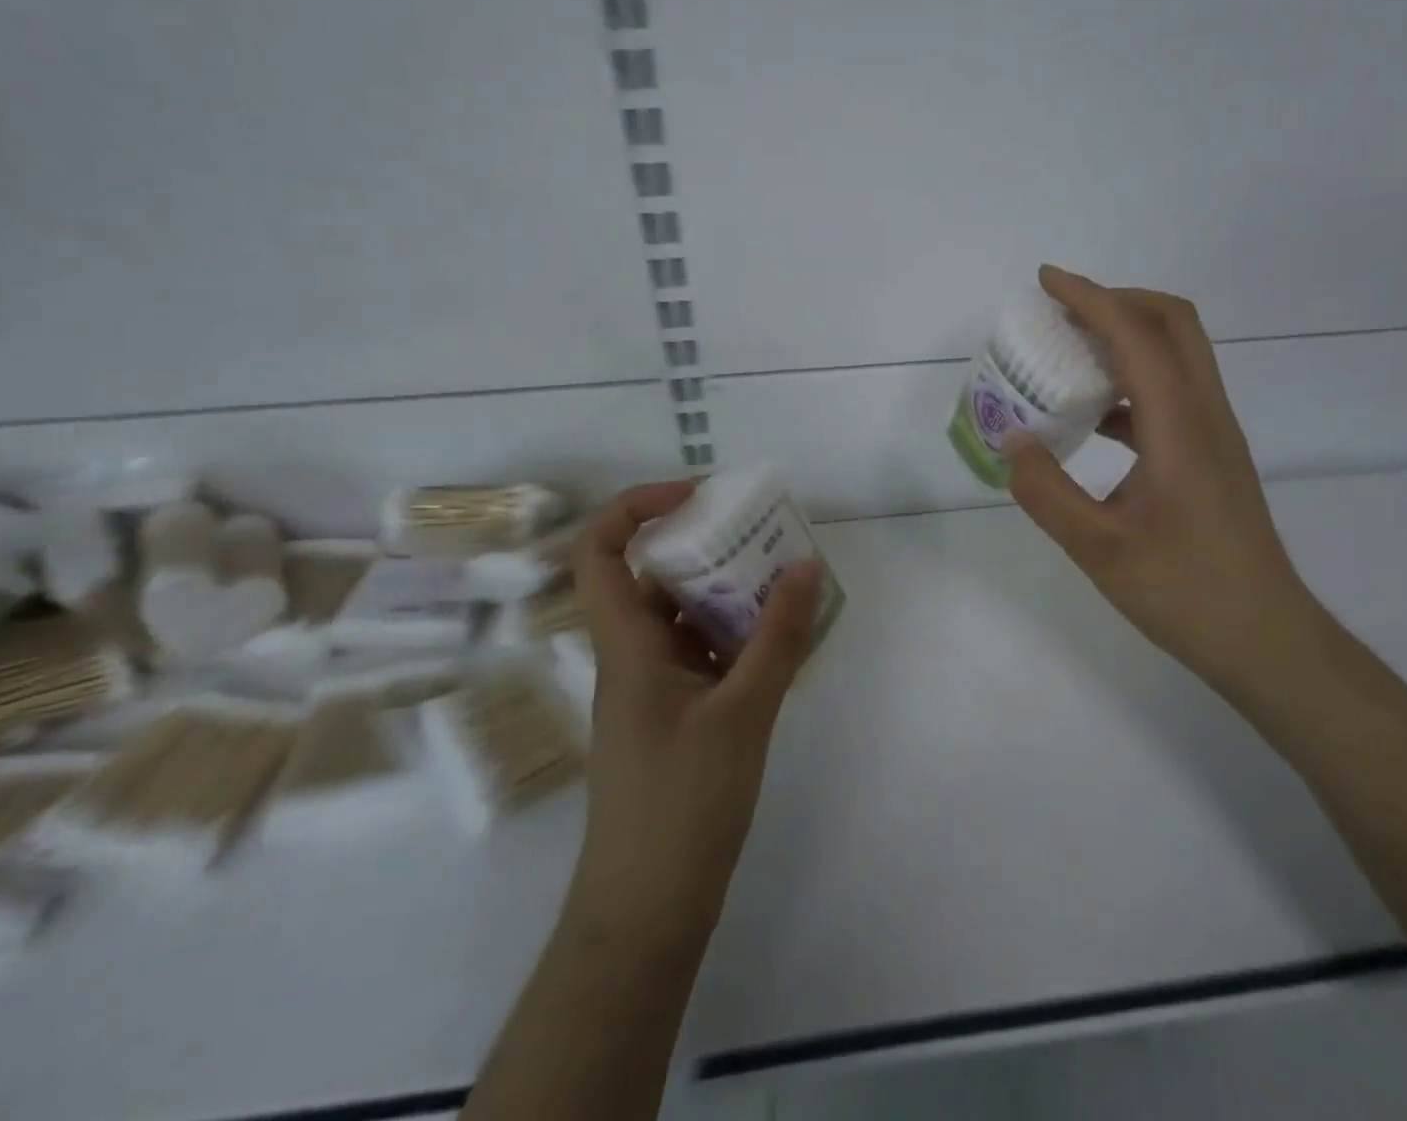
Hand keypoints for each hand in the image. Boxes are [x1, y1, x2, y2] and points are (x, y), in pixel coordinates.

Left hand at [570, 481, 822, 944]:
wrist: (647, 910)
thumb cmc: (682, 804)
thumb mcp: (743, 712)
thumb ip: (777, 637)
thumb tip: (805, 565)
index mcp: (627, 645)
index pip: (602, 551)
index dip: (637, 507)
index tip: (697, 496)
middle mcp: (632, 657)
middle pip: (653, 577)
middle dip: (704, 546)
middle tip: (760, 534)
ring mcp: (652, 690)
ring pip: (681, 618)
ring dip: (725, 593)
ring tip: (781, 580)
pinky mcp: (674, 718)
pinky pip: (700, 655)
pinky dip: (734, 637)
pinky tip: (778, 641)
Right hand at [1003, 266, 1326, 684]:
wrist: (1267, 640)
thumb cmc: (1186, 593)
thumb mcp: (1099, 548)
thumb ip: (1046, 492)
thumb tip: (1012, 441)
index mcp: (1180, 425)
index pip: (1136, 335)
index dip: (1090, 297)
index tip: (1046, 281)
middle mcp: (1204, 415)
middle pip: (1172, 324)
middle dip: (1116, 301)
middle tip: (1062, 312)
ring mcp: (1213, 435)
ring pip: (1176, 356)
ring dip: (1125, 339)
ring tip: (1069, 356)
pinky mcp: (1211, 458)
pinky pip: (1170, 395)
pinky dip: (1130, 383)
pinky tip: (1093, 417)